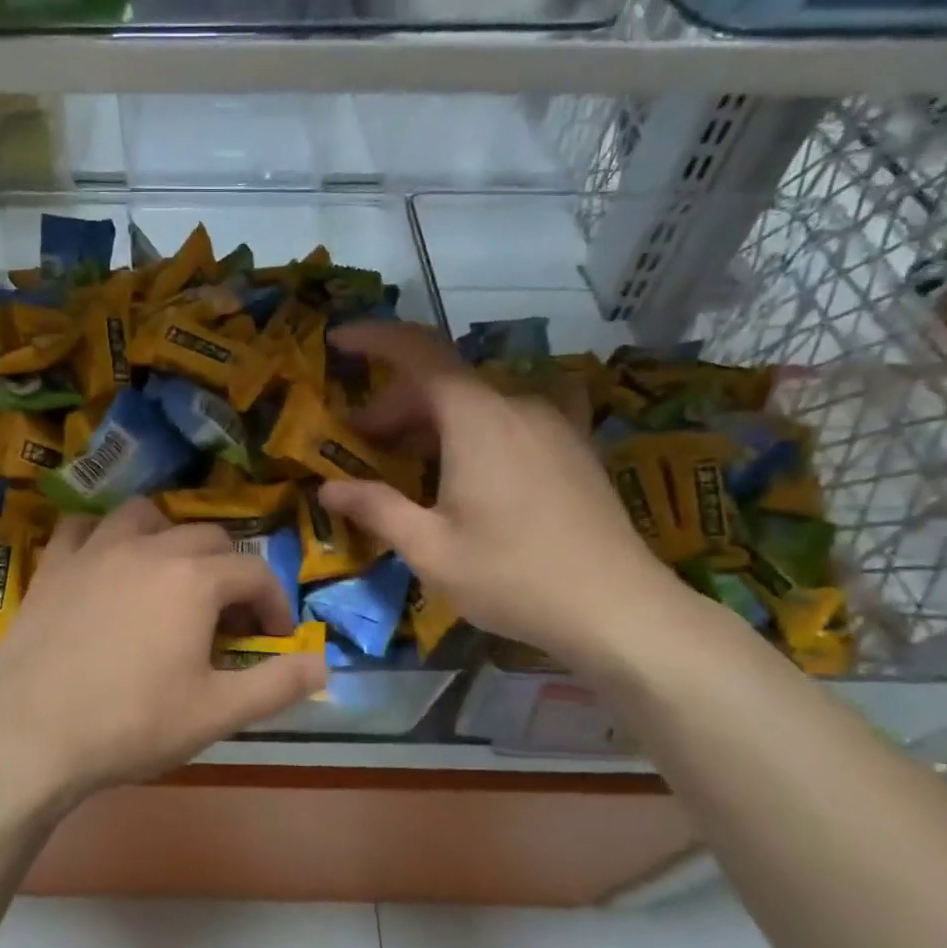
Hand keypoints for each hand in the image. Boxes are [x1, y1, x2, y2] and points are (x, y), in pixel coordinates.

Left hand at [0, 499, 325, 802]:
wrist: (33, 736)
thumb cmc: (132, 724)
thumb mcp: (218, 713)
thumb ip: (278, 684)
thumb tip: (323, 663)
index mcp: (194, 579)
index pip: (255, 573)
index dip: (274, 604)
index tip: (274, 638)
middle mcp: (148, 548)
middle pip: (207, 537)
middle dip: (229, 572)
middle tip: (226, 619)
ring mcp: (95, 551)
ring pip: (144, 516)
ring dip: (169, 537)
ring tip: (169, 578)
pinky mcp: (53, 565)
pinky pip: (82, 529)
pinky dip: (102, 538)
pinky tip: (105, 566)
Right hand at [319, 321, 683, 666]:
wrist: (618, 609)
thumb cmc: (512, 576)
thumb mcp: (430, 549)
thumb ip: (376, 508)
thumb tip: (328, 489)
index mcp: (477, 418)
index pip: (418, 352)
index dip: (374, 338)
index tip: (339, 340)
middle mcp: (516, 405)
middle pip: (443, 383)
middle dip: (393, 406)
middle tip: (360, 444)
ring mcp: (552, 423)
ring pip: (476, 403)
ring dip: (432, 422)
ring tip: (407, 463)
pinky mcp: (573, 447)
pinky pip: (510, 420)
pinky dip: (473, 430)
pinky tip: (468, 465)